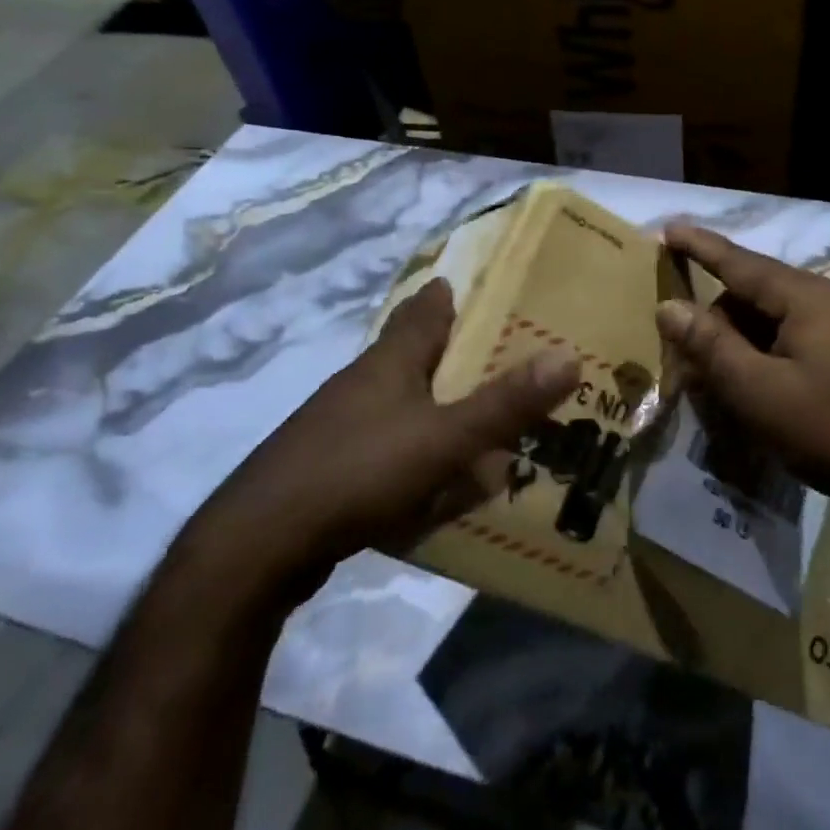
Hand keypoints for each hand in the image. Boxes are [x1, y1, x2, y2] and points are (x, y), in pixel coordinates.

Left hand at [180, 278, 580, 603]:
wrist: (261, 545)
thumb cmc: (358, 471)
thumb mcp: (444, 438)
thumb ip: (505, 403)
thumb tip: (569, 356)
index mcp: (390, 362)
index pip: (424, 311)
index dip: (448, 295)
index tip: (477, 284)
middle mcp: (363, 384)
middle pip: (412, 354)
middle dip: (450, 352)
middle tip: (499, 356)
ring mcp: (340, 427)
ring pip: (400, 404)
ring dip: (434, 406)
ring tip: (477, 420)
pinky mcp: (330, 469)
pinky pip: (387, 449)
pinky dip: (415, 453)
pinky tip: (433, 481)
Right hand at [656, 223, 829, 521]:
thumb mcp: (758, 391)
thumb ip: (711, 346)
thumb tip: (669, 307)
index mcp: (806, 297)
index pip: (739, 261)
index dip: (699, 246)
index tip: (667, 228)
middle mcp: (828, 301)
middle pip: (753, 296)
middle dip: (714, 323)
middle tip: (683, 361)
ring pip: (773, 323)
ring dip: (739, 347)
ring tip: (714, 386)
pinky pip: (794, 342)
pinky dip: (765, 360)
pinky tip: (753, 394)